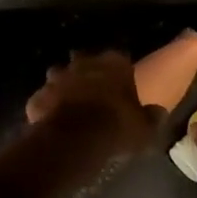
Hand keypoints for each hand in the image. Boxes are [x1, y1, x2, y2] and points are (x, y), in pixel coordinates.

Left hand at [25, 50, 158, 157]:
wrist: (75, 139)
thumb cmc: (116, 127)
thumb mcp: (145, 127)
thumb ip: (152, 117)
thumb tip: (158, 112)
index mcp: (113, 64)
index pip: (119, 58)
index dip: (119, 71)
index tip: (120, 83)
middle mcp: (83, 64)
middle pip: (83, 60)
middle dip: (86, 71)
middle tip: (92, 90)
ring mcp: (57, 78)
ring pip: (58, 75)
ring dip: (63, 86)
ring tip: (70, 104)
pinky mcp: (38, 97)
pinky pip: (43, 99)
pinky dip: (46, 107)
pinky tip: (52, 120)